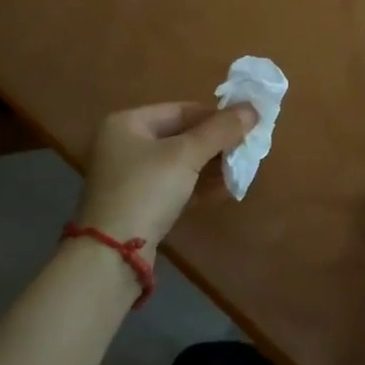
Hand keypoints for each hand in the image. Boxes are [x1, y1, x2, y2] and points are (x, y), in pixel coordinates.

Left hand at [77, 102, 257, 248]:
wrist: (112, 255)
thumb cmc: (147, 190)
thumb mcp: (186, 155)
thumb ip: (220, 130)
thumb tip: (252, 108)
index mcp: (127, 122)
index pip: (182, 110)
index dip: (216, 116)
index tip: (246, 126)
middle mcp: (124, 144)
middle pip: (180, 135)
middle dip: (215, 144)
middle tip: (246, 151)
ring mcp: (128, 176)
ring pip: (179, 162)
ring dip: (210, 165)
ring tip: (240, 171)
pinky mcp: (137, 203)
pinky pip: (173, 184)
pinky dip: (197, 185)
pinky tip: (223, 190)